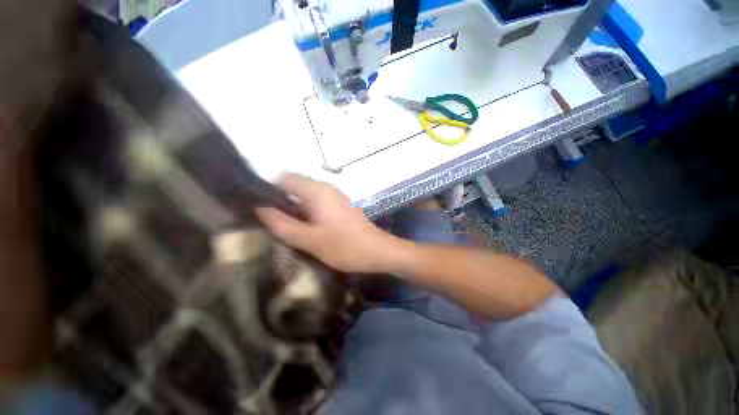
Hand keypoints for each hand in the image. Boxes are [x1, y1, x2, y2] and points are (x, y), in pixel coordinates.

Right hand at [255, 173, 402, 272]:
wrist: (377, 251)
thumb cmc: (345, 246)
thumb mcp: (309, 239)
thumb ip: (282, 224)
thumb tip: (260, 208)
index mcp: (317, 190)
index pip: (283, 178)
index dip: (267, 190)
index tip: (258, 209)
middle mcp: (326, 187)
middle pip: (294, 186)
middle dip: (279, 201)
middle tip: (271, 223)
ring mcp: (335, 196)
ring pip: (305, 196)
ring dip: (293, 209)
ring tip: (285, 228)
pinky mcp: (339, 205)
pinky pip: (316, 203)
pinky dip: (306, 212)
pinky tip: (305, 228)